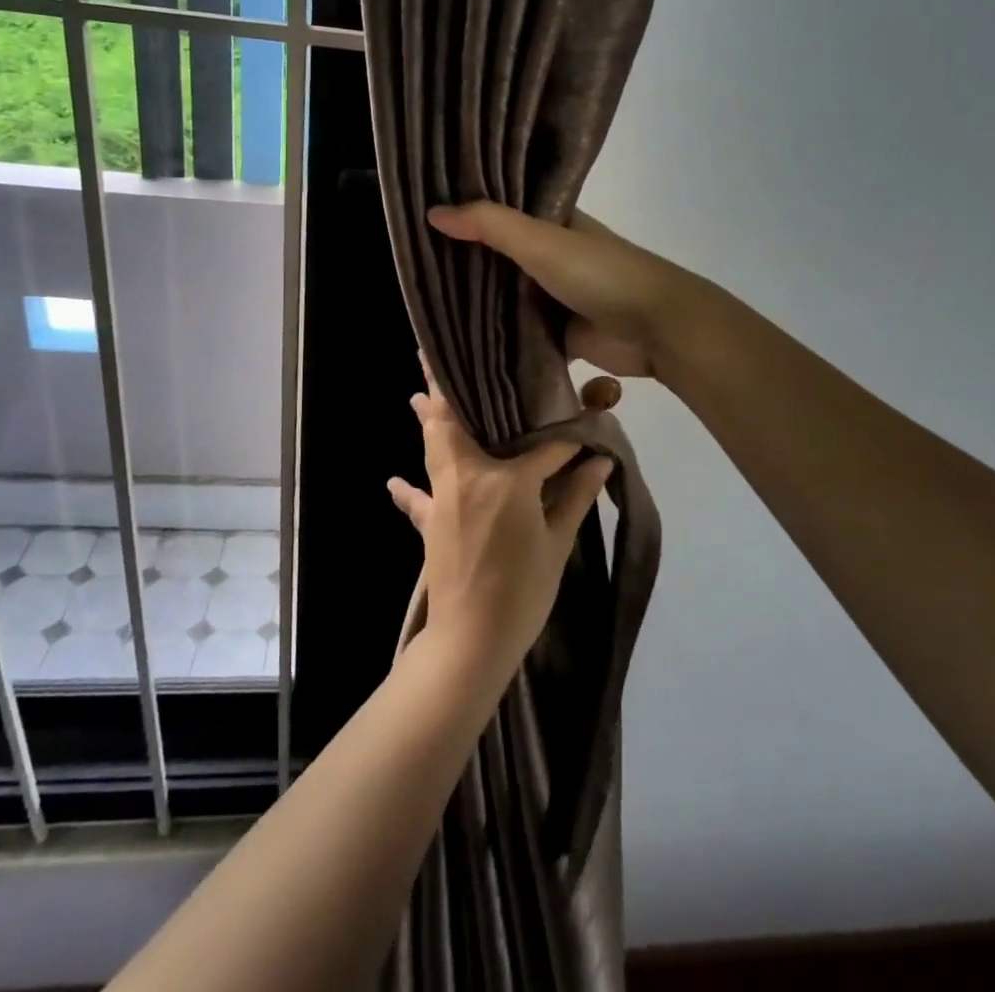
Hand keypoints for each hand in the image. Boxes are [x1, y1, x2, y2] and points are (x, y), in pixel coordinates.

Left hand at [387, 367, 615, 671]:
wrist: (471, 640)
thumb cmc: (523, 592)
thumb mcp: (558, 544)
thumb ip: (576, 497)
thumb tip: (601, 462)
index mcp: (506, 480)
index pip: (543, 446)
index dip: (566, 438)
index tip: (583, 425)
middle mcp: (468, 476)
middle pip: (456, 422)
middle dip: (446, 388)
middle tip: (435, 354)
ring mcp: (444, 497)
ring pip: (433, 446)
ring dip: (427, 419)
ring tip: (415, 393)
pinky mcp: (429, 522)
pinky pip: (417, 499)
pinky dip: (408, 489)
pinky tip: (394, 480)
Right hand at [427, 202, 703, 379]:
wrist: (656, 328)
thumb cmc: (600, 274)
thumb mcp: (541, 241)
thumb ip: (489, 225)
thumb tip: (432, 213)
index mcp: (552, 222)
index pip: (500, 210)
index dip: (466, 210)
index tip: (421, 213)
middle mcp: (550, 254)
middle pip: (498, 256)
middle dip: (464, 261)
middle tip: (411, 263)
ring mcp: (554, 296)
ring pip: (505, 296)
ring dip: (477, 301)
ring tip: (422, 300)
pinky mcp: (558, 333)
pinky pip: (518, 332)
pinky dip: (495, 335)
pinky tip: (456, 338)